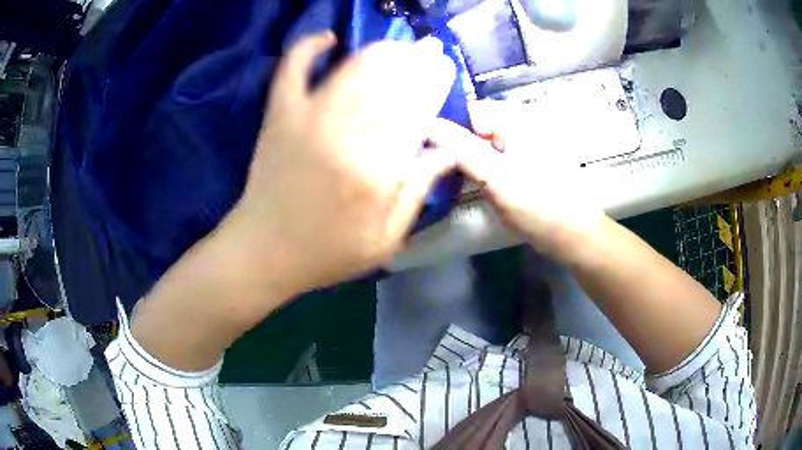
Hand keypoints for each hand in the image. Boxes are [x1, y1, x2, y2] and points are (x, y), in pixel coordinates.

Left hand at [224, 32, 457, 297]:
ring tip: (397, 46)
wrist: (263, 251)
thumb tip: (447, 151)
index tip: (445, 68)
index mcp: (375, 173)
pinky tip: (328, 38)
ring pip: (350, 70)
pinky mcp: (279, 116)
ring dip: (379, 51)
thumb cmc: (326, 253)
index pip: (414, 113)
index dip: (432, 85)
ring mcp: (306, 121)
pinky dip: (307, 47)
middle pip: (388, 84)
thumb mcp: (384, 241)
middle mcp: (343, 138)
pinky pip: (292, 70)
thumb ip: (417, 193)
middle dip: (414, 61)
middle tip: (428, 49)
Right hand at [433, 102, 606, 260]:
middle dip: (449, 142)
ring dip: (459, 156)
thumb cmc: (538, 205)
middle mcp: (516, 126)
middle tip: (423, 161)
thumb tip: (428, 126)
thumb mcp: (497, 177)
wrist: (572, 236)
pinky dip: (472, 167)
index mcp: (515, 120)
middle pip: (472, 126)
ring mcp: (518, 147)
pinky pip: (487, 158)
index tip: (418, 143)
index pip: (467, 110)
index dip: (442, 123)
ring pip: (478, 144)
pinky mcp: (518, 165)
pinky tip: (458, 180)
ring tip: (435, 172)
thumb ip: (461, 149)